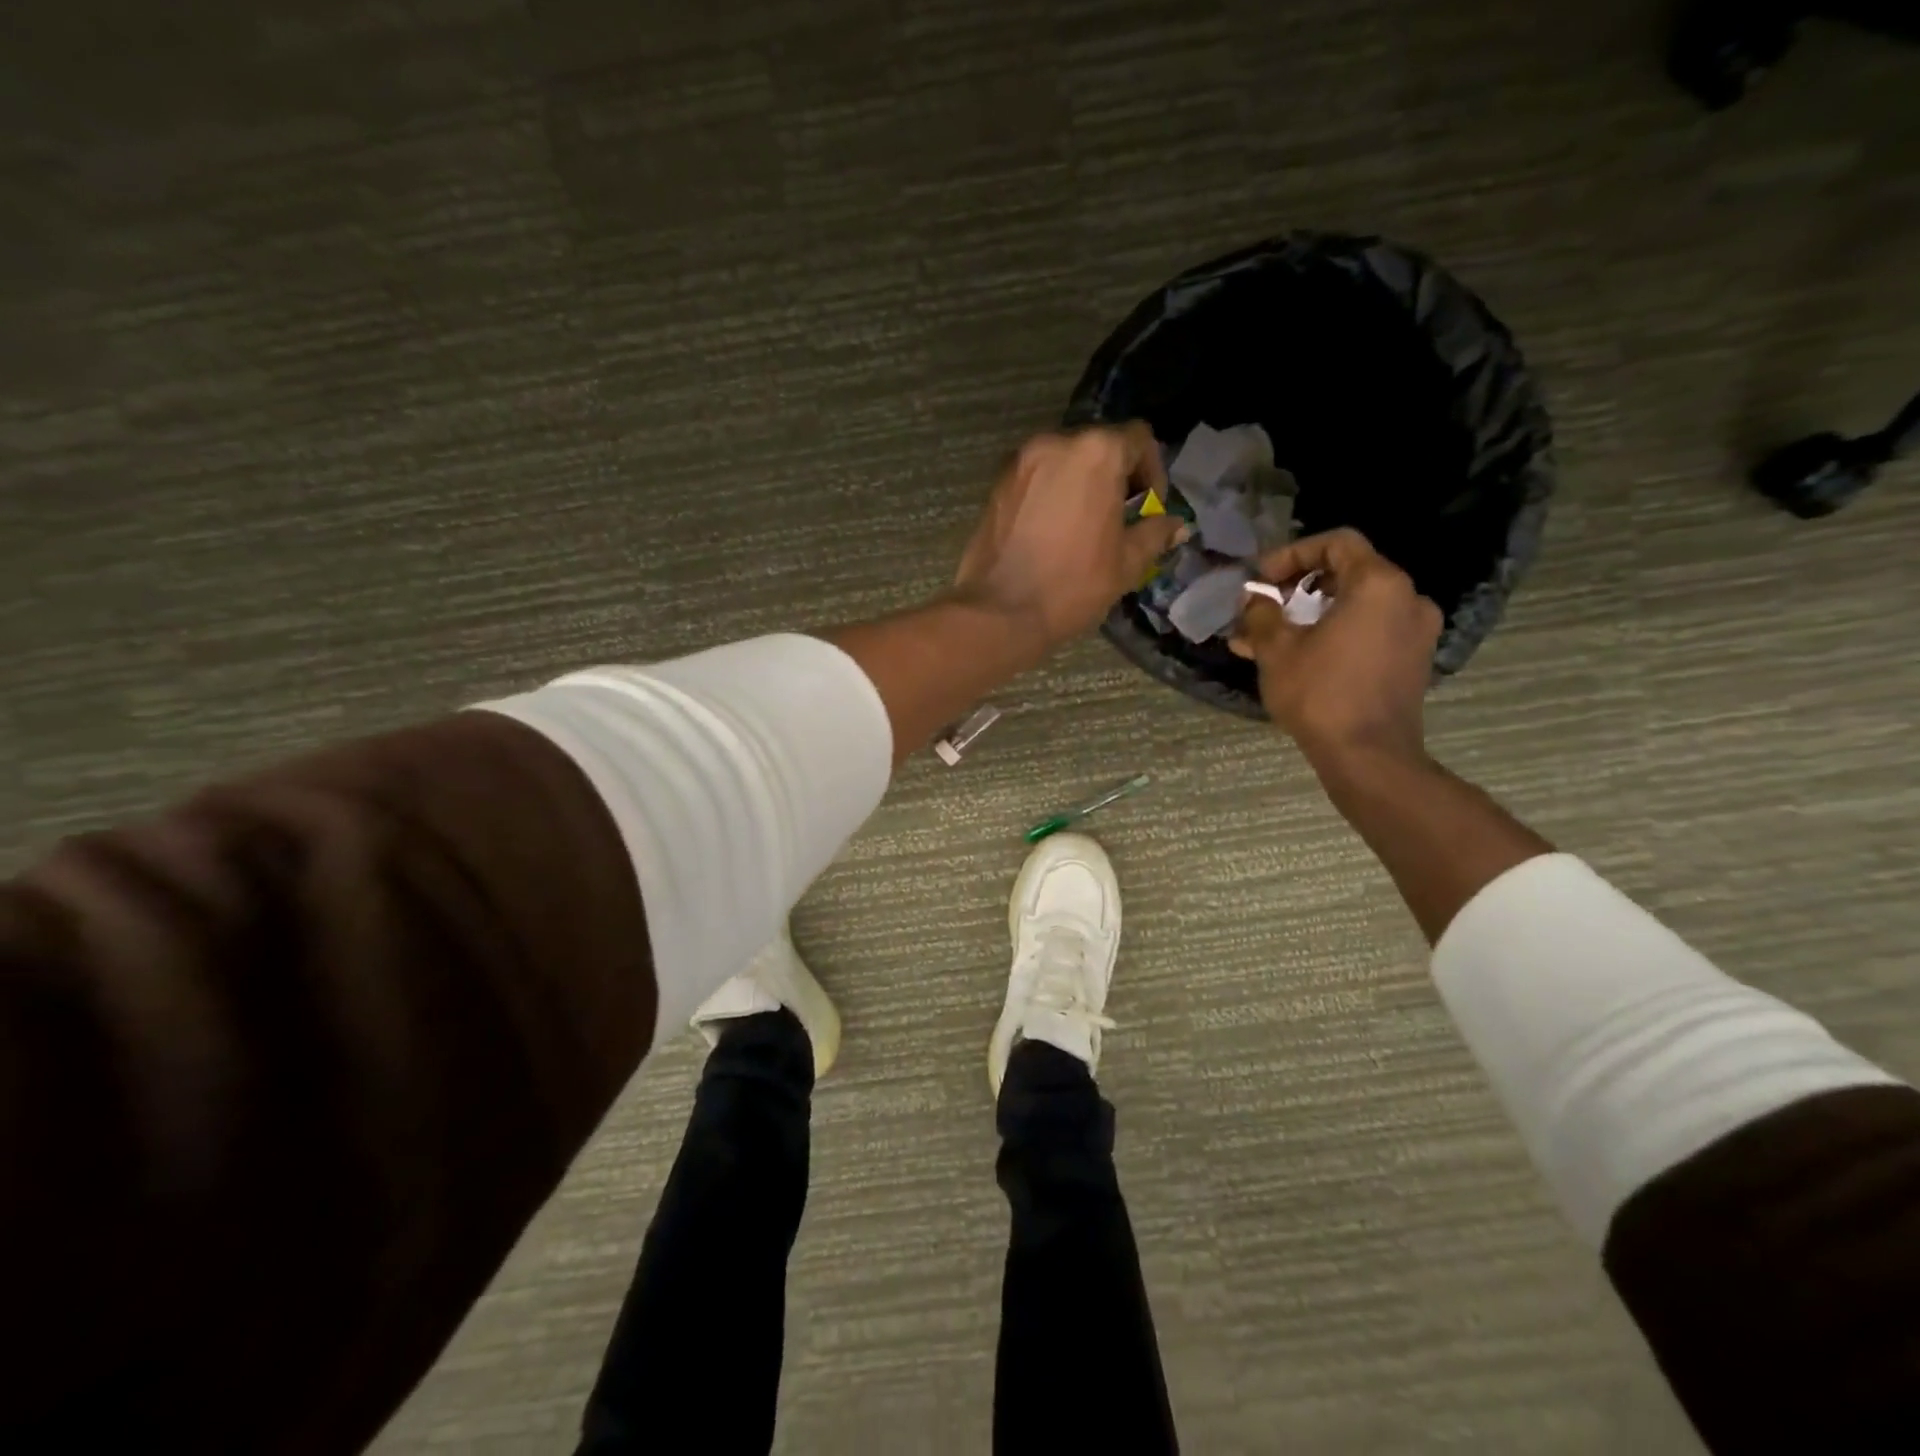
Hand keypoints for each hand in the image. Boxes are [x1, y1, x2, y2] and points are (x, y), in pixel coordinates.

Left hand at [953, 424, 1185, 652]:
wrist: (999, 611)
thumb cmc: (1072, 585)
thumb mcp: (1126, 563)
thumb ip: (1155, 534)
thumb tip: (1176, 525)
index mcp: (1096, 452)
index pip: (1139, 439)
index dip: (1152, 472)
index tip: (1147, 509)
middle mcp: (1055, 443)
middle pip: (1098, 446)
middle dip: (1115, 478)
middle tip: (1118, 520)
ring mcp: (1020, 462)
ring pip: (1064, 462)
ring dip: (1081, 485)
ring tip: (1083, 528)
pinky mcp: (996, 485)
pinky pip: (1035, 479)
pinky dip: (1050, 494)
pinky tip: (1052, 532)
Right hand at [1230, 529, 1442, 766]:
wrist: (1368, 756)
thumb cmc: (1320, 694)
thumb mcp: (1276, 650)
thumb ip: (1262, 613)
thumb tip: (1255, 598)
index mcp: (1379, 584)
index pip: (1336, 543)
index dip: (1292, 554)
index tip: (1261, 579)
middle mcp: (1408, 598)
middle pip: (1347, 574)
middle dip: (1297, 588)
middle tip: (1261, 608)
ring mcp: (1416, 631)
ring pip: (1356, 606)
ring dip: (1311, 615)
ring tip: (1267, 639)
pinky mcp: (1412, 661)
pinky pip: (1369, 631)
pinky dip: (1334, 634)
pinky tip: (1298, 657)